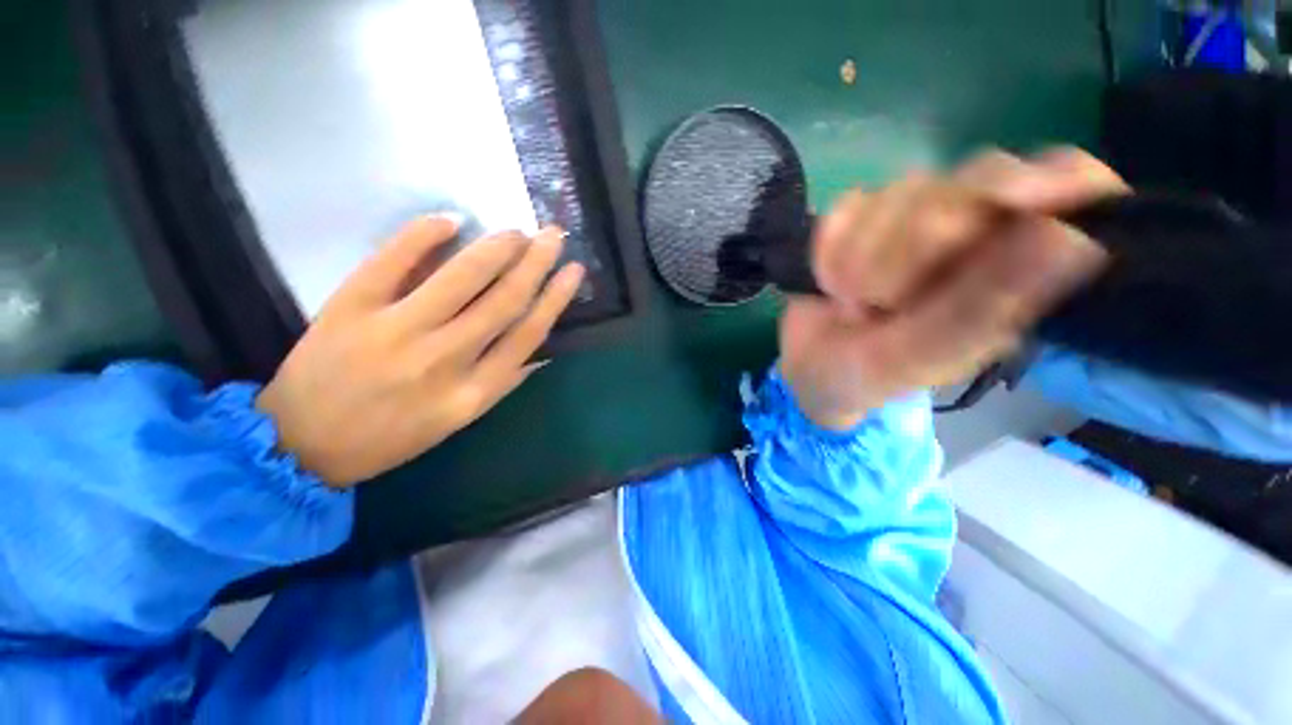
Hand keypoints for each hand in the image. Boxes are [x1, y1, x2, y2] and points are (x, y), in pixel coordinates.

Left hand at [257, 216, 584, 486]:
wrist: (301, 446)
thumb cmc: (390, 437)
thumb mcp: (457, 420)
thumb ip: (501, 383)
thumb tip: (538, 349)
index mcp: (472, 392)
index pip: (528, 333)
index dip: (556, 297)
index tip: (574, 271)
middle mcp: (444, 360)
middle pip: (504, 300)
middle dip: (536, 262)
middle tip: (553, 235)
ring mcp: (396, 331)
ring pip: (461, 277)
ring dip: (496, 247)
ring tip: (517, 230)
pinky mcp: (351, 307)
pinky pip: (393, 259)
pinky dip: (423, 233)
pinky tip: (451, 218)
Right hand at [780, 149, 1127, 429]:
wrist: (809, 368)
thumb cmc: (870, 375)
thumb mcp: (921, 358)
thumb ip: (983, 308)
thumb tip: (1075, 239)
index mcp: (1018, 270)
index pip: (1073, 184)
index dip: (1051, 180)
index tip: (1009, 201)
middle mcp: (978, 230)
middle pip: (973, 182)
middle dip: (911, 251)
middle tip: (880, 306)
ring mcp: (916, 215)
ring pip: (902, 192)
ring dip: (862, 260)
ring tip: (852, 306)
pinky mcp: (863, 216)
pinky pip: (846, 210)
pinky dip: (830, 252)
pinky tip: (830, 285)